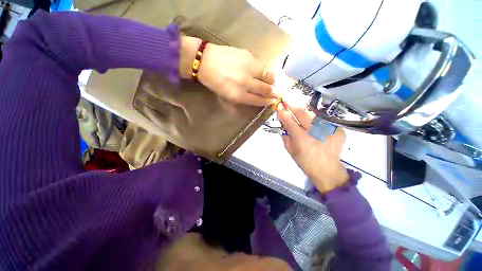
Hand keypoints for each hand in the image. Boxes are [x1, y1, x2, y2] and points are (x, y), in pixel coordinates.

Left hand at [179, 36, 278, 105]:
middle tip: (277, 92)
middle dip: (274, 92)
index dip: (268, 101)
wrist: (205, 61)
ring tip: (273, 82)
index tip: (273, 100)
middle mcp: (245, 83)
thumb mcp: (227, 96)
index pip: (259, 100)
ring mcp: (248, 68)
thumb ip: (243, 99)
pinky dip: (267, 70)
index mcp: (238, 95)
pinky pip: (263, 65)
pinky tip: (265, 72)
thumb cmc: (215, 82)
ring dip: (273, 81)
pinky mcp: (249, 56)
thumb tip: (258, 98)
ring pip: (268, 76)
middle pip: (266, 89)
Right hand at [277, 100, 348, 192]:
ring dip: (304, 108)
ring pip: (314, 113)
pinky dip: (316, 118)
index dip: (283, 111)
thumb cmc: (305, 162)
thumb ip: (286, 136)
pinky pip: (324, 120)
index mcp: (301, 138)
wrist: (328, 170)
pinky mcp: (338, 130)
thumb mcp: (290, 151)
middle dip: (293, 103)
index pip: (289, 120)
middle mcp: (314, 132)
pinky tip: (313, 120)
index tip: (279, 105)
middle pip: (302, 112)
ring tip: (298, 104)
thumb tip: (284, 125)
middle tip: (287, 97)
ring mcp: (328, 129)